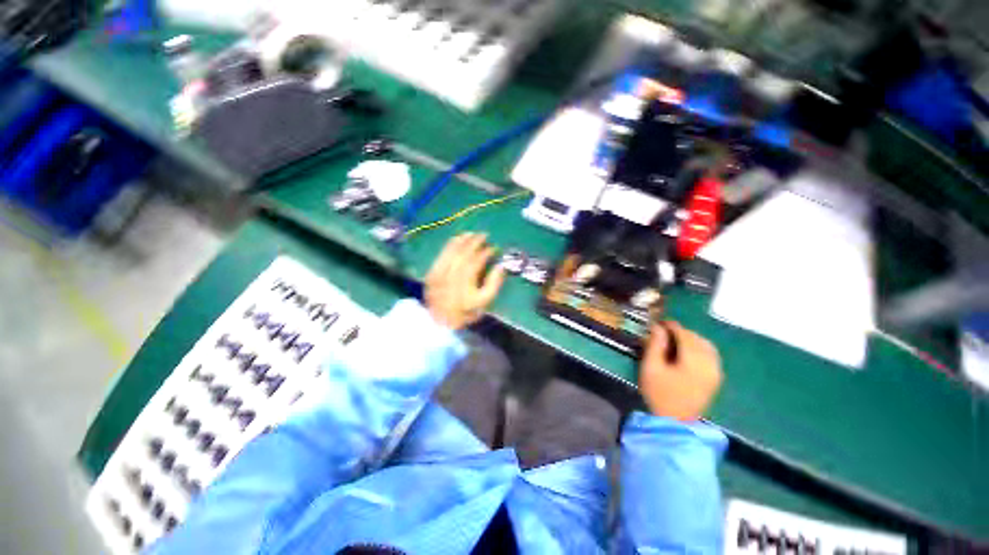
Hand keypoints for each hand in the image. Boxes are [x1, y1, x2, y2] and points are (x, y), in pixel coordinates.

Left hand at [424, 233, 505, 329]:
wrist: (440, 322)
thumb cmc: (465, 312)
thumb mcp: (484, 302)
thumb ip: (494, 284)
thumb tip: (500, 266)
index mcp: (465, 284)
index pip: (476, 262)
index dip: (486, 253)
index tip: (494, 248)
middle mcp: (450, 276)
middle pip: (464, 254)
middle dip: (475, 242)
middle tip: (484, 235)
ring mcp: (439, 274)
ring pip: (451, 252)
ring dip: (462, 240)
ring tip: (472, 234)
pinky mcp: (432, 273)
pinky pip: (441, 255)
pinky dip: (450, 245)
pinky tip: (456, 239)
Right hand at [639, 322, 721, 420]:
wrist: (675, 421)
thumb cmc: (659, 393)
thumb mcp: (651, 367)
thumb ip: (655, 345)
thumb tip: (658, 327)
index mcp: (693, 361)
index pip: (684, 334)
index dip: (671, 326)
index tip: (658, 322)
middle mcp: (709, 364)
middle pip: (697, 338)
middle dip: (680, 331)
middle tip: (663, 331)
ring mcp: (716, 372)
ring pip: (706, 345)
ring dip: (691, 339)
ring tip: (675, 340)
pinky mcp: (716, 378)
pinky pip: (711, 355)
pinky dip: (700, 348)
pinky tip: (688, 351)